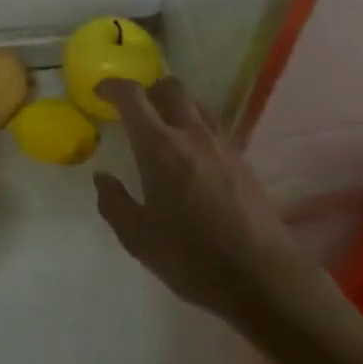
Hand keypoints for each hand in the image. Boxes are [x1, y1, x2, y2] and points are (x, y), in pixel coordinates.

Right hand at [93, 78, 311, 326]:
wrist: (262, 276)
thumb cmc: (192, 258)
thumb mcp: (138, 239)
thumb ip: (114, 203)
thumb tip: (103, 178)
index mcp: (160, 147)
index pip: (133, 97)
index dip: (113, 86)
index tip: (100, 91)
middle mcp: (192, 134)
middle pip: (170, 87)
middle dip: (148, 90)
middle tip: (134, 110)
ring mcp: (221, 144)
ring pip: (195, 104)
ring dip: (174, 105)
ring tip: (163, 130)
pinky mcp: (242, 159)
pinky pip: (213, 126)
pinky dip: (195, 126)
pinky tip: (192, 156)